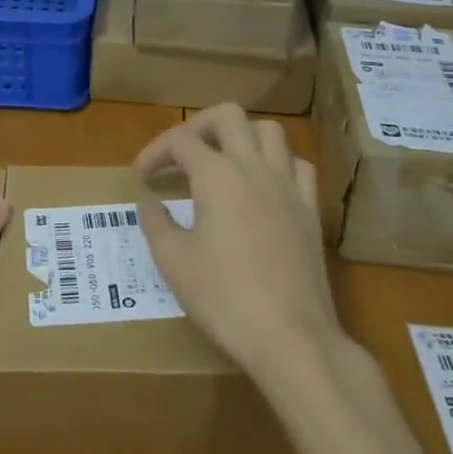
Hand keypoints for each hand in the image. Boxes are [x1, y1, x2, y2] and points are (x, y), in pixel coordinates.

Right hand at [135, 104, 341, 379]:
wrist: (292, 338)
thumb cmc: (225, 299)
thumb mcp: (174, 263)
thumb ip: (157, 223)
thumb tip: (151, 203)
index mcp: (217, 175)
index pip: (180, 141)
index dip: (155, 152)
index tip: (142, 177)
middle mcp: (254, 167)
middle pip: (227, 116)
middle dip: (198, 126)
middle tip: (181, 154)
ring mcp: (288, 185)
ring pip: (269, 131)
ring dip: (242, 136)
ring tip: (223, 161)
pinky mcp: (311, 210)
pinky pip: (298, 165)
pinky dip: (278, 163)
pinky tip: (264, 185)